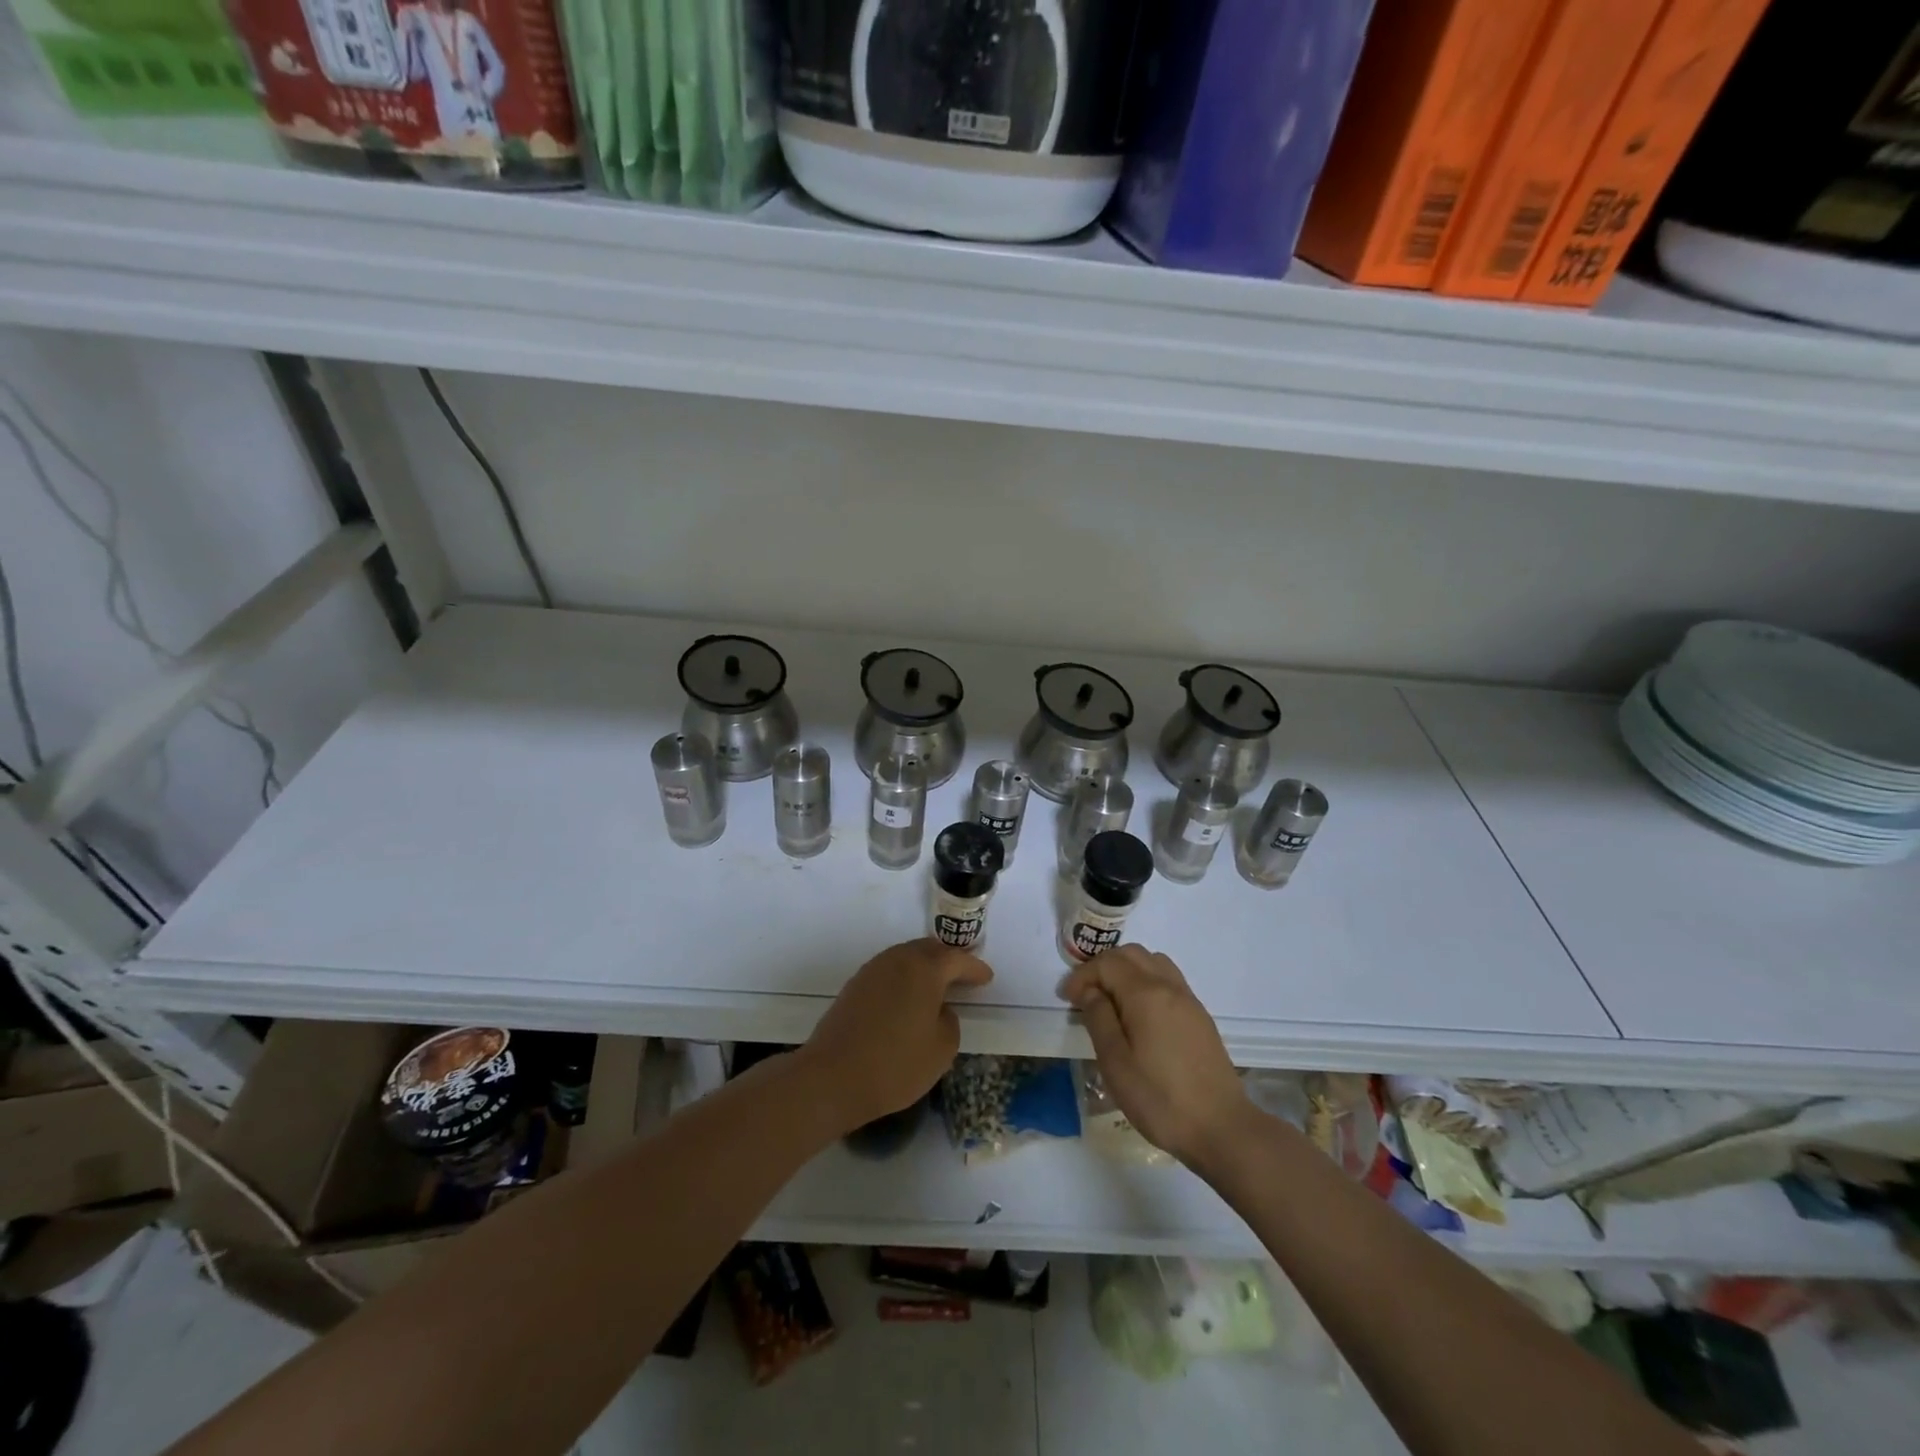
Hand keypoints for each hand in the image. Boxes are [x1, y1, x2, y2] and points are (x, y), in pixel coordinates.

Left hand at [798, 938, 991, 1133]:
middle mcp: (897, 960)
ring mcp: (872, 970)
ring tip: (936, 987)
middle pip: (929, 949)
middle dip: (948, 960)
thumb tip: (940, 1011)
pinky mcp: (854, 986)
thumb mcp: (942, 1049)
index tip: (987, 978)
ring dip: (924, 968)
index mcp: (924, 968)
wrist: (832, 1077)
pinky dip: (904, 979)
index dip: (975, 968)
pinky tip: (907, 999)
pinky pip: (889, 972)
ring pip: (906, 958)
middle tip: (963, 976)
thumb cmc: (895, 1063)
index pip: (956, 959)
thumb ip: (949, 1022)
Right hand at [1059, 944, 1248, 1167]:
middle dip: (1103, 967)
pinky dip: (1146, 981)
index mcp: (1146, 994)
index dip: (1082, 975)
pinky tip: (1139, 1014)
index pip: (1107, 963)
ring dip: (1127, 970)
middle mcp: (1169, 987)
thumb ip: (1099, 1019)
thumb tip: (1090, 991)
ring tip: (1111, 1000)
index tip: (1067, 999)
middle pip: (1131, 954)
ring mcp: (1188, 1000)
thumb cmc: (1160, 1099)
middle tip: (1085, 995)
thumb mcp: (1115, 1063)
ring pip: (1153, 962)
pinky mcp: (1199, 1016)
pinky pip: (1168, 979)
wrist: (1221, 1128)